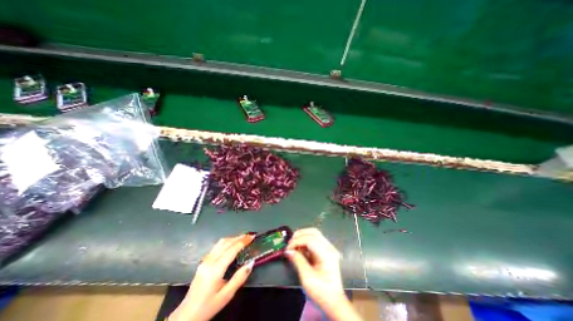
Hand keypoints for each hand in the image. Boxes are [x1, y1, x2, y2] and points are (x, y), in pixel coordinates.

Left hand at [167, 233, 253, 320]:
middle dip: (239, 237)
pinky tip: (232, 244)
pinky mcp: (203, 262)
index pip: (231, 249)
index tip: (252, 237)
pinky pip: (216, 246)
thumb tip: (251, 262)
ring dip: (233, 238)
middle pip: (225, 243)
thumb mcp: (227, 295)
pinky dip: (227, 242)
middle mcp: (209, 261)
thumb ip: (240, 278)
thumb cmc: (208, 306)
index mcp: (215, 269)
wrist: (186, 316)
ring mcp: (205, 260)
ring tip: (243, 238)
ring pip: (220, 243)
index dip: (243, 241)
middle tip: (250, 236)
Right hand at [286, 228, 361, 320]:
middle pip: (313, 232)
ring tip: (294, 245)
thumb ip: (298, 261)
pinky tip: (300, 249)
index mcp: (327, 254)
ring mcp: (329, 248)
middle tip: (290, 243)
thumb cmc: (321, 292)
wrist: (334, 303)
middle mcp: (329, 247)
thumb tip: (288, 251)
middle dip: (299, 235)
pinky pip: (314, 239)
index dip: (297, 241)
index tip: (288, 249)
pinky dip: (305, 241)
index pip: (310, 239)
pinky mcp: (326, 251)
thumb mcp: (307, 278)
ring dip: (302, 236)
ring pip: (314, 233)